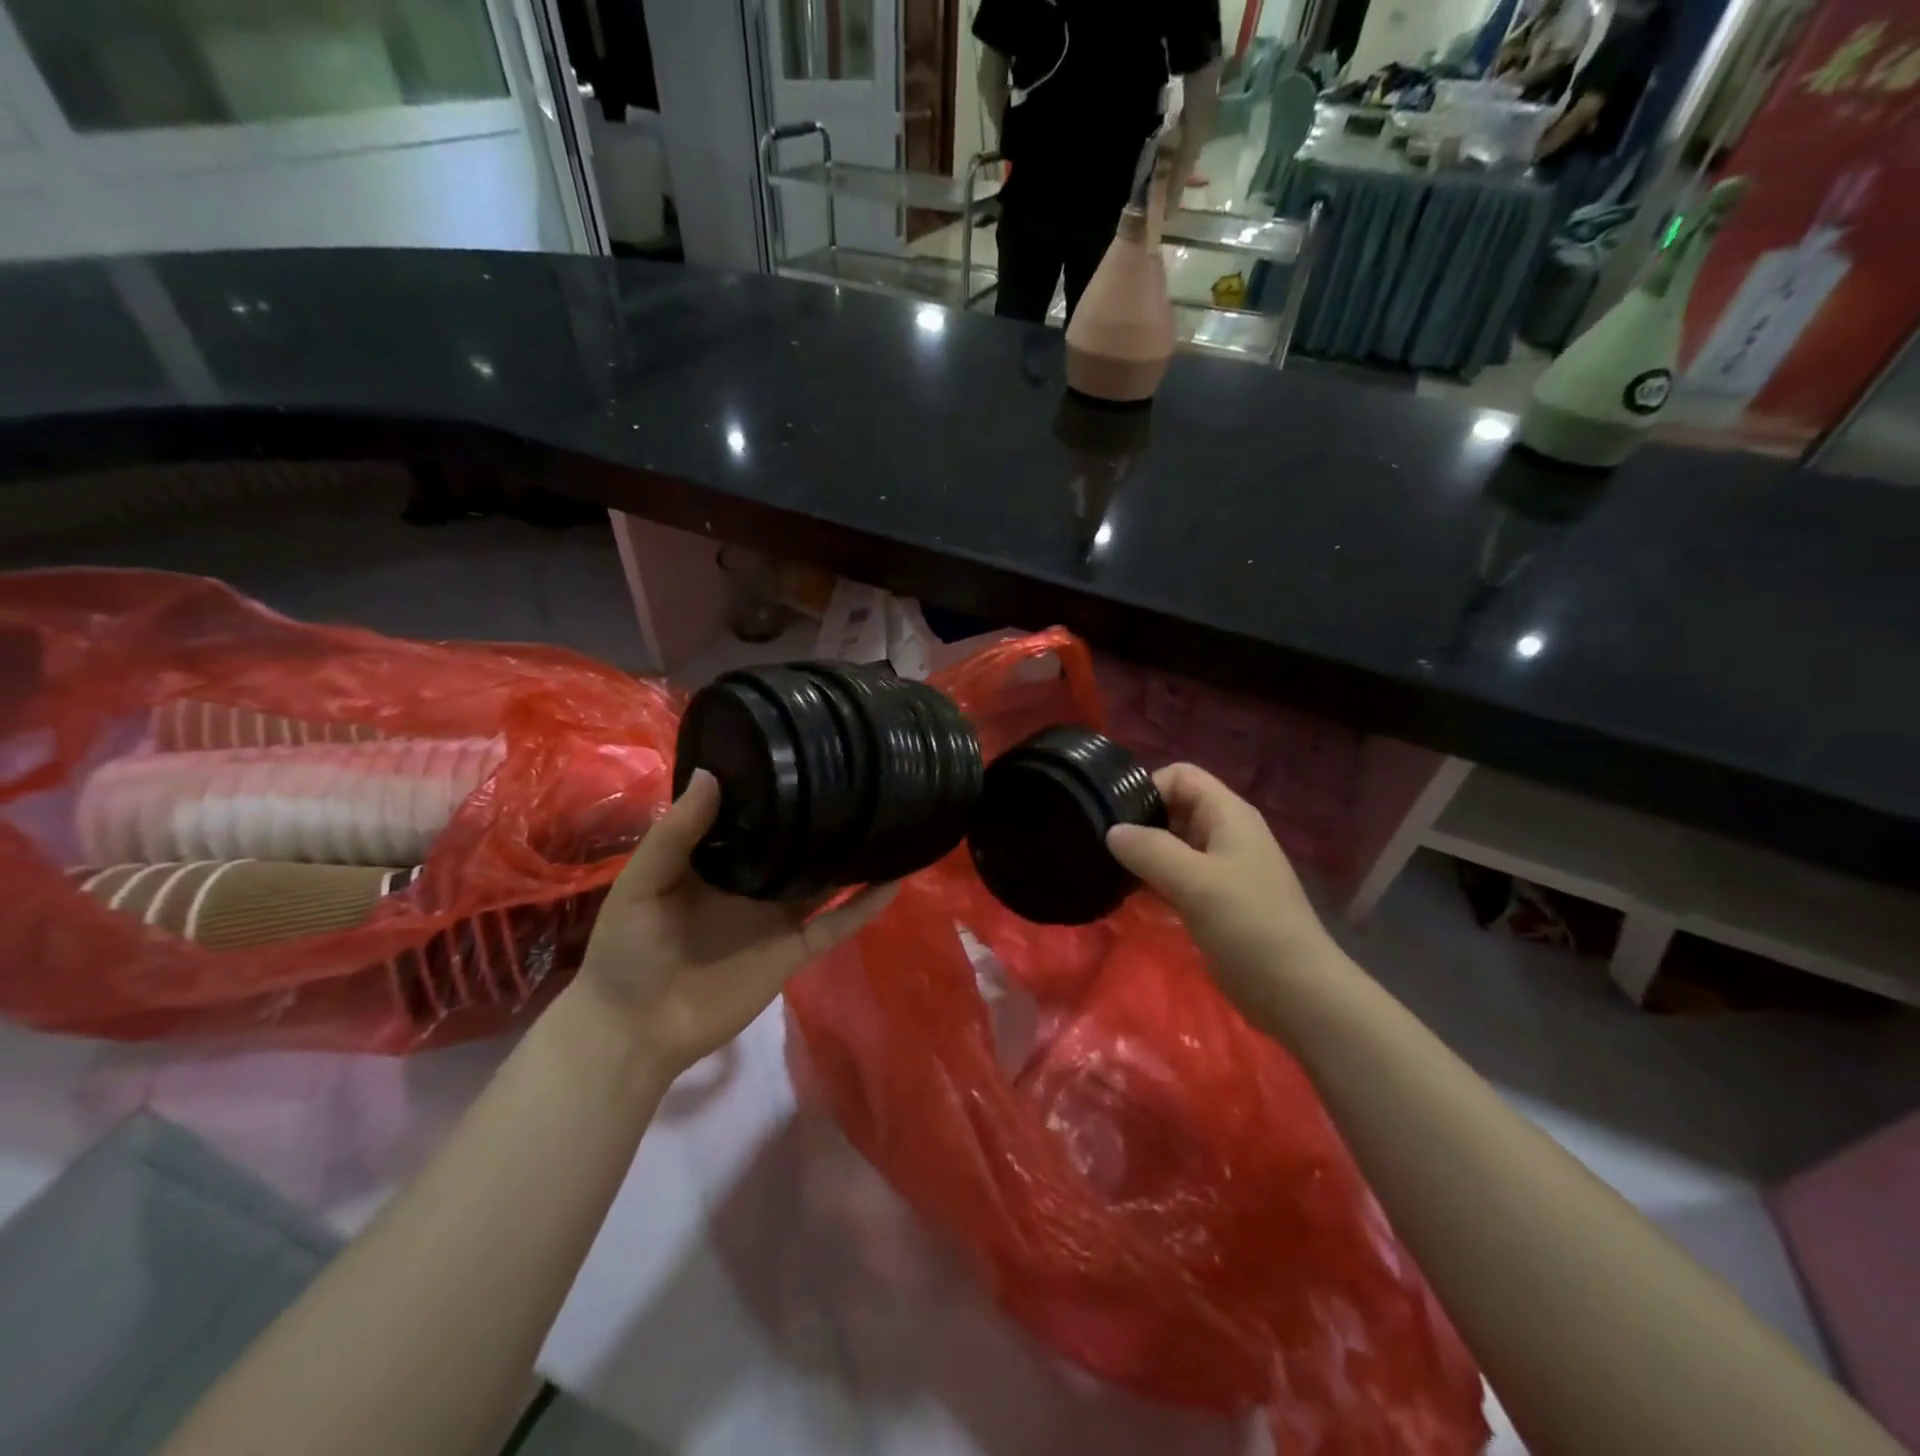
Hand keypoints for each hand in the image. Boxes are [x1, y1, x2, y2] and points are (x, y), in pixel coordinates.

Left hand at [566, 770, 895, 1083]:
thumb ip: (677, 832)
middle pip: (796, 844)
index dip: (777, 788)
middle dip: (823, 817)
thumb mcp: (643, 882)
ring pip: (825, 880)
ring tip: (889, 819)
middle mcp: (752, 883)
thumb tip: (713, 774)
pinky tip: (894, 880)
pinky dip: (865, 906)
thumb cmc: (627, 950)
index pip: (753, 815)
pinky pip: (837, 925)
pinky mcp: (793, 951)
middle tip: (860, 778)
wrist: (634, 1031)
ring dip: (852, 856)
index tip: (805, 752)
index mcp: (715, 860)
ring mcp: (776, 917)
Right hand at [1106, 764, 1333, 1014]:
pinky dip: (1153, 880)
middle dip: (1139, 822)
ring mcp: (1221, 868)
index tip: (1116, 818)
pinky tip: (1129, 897)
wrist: (1297, 992)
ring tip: (1109, 872)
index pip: (1181, 776)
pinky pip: (1176, 875)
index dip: (1147, 788)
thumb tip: (1111, 831)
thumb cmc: (1249, 926)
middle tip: (1103, 848)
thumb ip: (1150, 850)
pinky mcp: (1215, 899)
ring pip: (1172, 844)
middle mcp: (1225, 833)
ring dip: (1143, 855)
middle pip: (1174, 808)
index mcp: (1229, 815)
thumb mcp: (1196, 882)